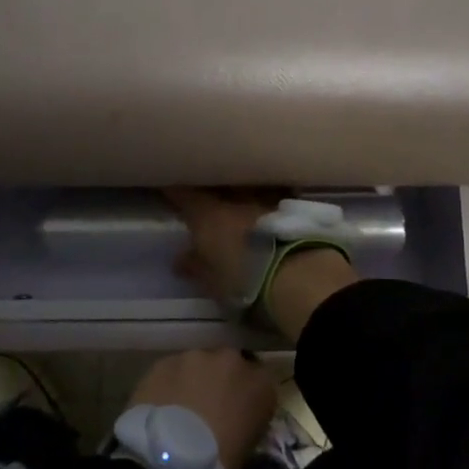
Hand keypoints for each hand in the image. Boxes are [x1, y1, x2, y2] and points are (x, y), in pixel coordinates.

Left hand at [129, 349, 277, 468]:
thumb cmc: (220, 464)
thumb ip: (246, 420)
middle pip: (228, 365)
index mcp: (261, 385)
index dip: (246, 396)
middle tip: (207, 408)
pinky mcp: (166, 361)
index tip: (237, 412)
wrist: (173, 459)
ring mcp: (197, 357)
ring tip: (180, 408)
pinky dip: (169, 384)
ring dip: (193, 380)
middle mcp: (233, 361)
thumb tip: (235, 418)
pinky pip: (171, 370)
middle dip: (219, 381)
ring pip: (197, 364)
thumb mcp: (248, 446)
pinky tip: (161, 406)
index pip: (261, 382)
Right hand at [163, 187, 359, 340]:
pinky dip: (269, 200)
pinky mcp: (294, 208)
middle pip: (219, 186)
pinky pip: (274, 197)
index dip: (174, 189)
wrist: (301, 278)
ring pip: (248, 188)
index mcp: (209, 217)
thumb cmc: (247, 283)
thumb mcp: (214, 283)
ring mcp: (266, 201)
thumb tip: (180, 259)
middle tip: (206, 190)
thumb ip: (196, 267)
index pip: (185, 195)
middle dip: (212, 186)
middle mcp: (236, 201)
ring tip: (239, 195)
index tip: (167, 185)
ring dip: (243, 191)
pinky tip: (270, 207)